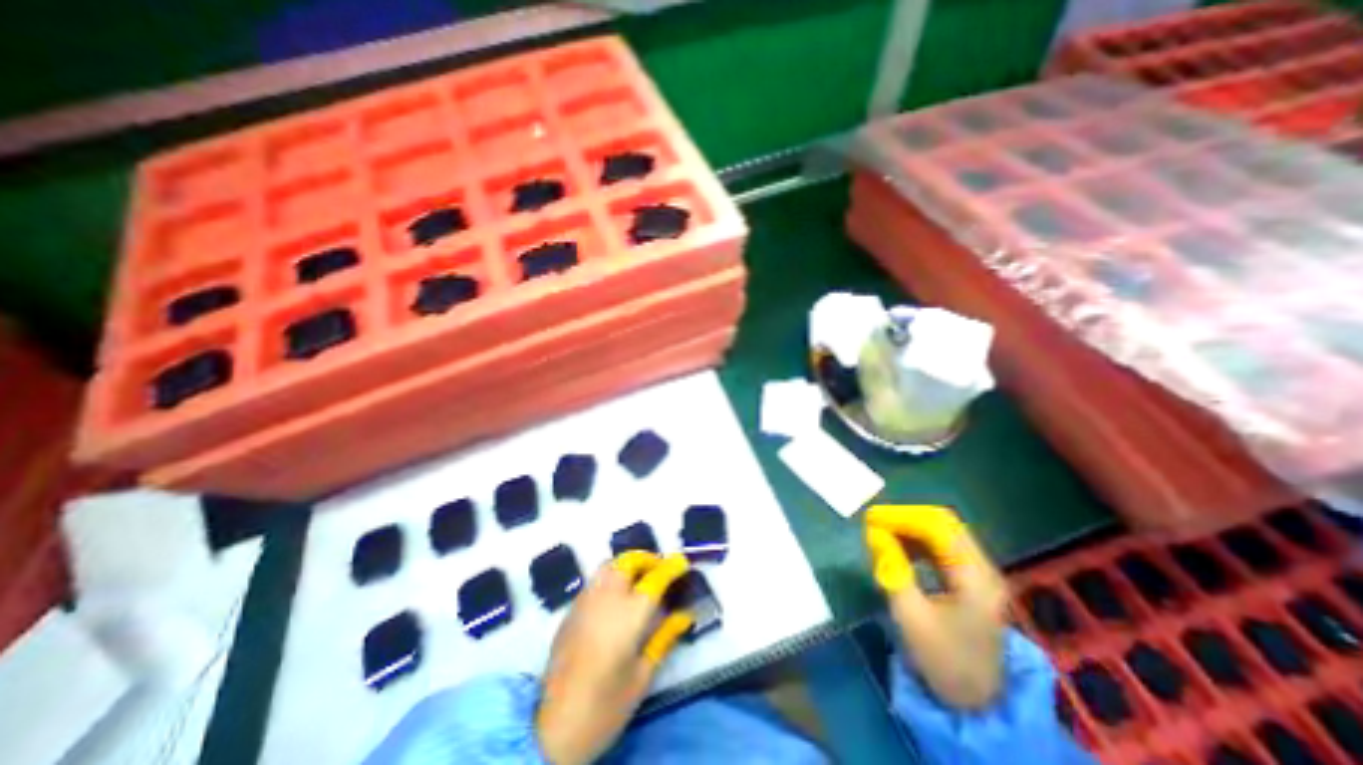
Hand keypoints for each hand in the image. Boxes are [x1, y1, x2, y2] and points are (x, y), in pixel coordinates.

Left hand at [534, 554, 693, 762]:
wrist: (551, 730)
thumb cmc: (605, 706)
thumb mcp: (642, 675)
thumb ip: (664, 637)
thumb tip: (684, 614)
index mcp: (629, 614)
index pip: (656, 577)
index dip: (672, 567)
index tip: (683, 563)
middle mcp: (606, 597)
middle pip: (629, 561)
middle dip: (648, 559)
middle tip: (661, 571)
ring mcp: (585, 600)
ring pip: (609, 565)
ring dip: (628, 565)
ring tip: (640, 579)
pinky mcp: (571, 610)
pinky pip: (595, 580)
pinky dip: (611, 577)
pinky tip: (616, 598)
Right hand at [867, 504, 1005, 708]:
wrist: (977, 702)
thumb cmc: (942, 659)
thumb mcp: (910, 615)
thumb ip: (892, 568)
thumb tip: (873, 532)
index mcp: (974, 578)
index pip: (937, 527)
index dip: (902, 517)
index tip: (871, 518)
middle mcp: (982, 568)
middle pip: (944, 524)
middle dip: (906, 518)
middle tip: (875, 521)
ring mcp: (979, 574)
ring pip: (943, 533)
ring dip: (911, 528)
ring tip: (881, 532)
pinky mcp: (971, 580)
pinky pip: (942, 547)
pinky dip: (918, 541)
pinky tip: (899, 547)